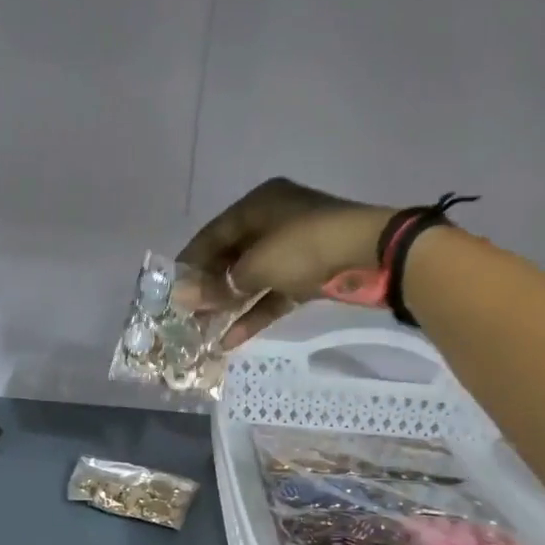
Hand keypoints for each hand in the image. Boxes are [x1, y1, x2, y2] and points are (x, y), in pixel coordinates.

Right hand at [178, 178, 394, 346]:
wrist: (373, 255)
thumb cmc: (306, 246)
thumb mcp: (257, 265)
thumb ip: (219, 284)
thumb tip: (181, 298)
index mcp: (259, 205)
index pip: (213, 234)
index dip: (191, 261)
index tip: (171, 288)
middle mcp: (273, 222)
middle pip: (232, 257)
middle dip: (209, 287)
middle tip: (186, 314)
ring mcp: (293, 250)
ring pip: (252, 279)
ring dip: (229, 304)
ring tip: (203, 330)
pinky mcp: (309, 275)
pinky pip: (273, 294)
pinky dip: (255, 313)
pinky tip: (231, 339)